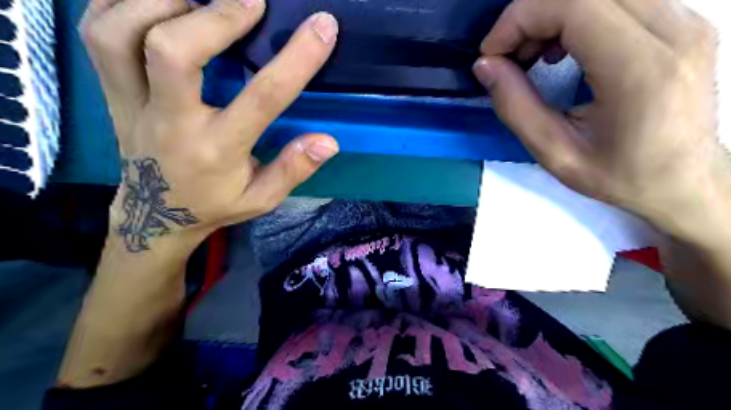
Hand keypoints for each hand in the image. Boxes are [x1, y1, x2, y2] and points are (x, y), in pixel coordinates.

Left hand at [80, 0, 341, 250]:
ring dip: (160, 1)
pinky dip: (121, 2)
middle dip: (216, 16)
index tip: (323, 26)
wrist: (155, 217)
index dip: (296, 58)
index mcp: (218, 149)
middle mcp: (171, 122)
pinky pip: (97, 32)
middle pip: (172, 51)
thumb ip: (293, 170)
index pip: (261, 98)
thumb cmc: (215, 204)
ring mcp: (132, 104)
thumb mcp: (262, 199)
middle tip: (251, 2)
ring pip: (119, 33)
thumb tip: (329, 141)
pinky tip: (158, 2)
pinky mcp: (109, 93)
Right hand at [474, 0, 730, 240]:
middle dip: (531, 15)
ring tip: (534, 55)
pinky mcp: (683, 22)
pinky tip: (563, 49)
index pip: (573, 5)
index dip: (519, 19)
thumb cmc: (619, 176)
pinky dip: (576, 16)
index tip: (492, 54)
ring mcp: (685, 20)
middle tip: (509, 57)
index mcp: (640, 70)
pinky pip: (617, 0)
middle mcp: (674, 31)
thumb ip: (515, 107)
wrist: (686, 182)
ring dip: (552, 15)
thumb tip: (485, 66)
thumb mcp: (555, 153)